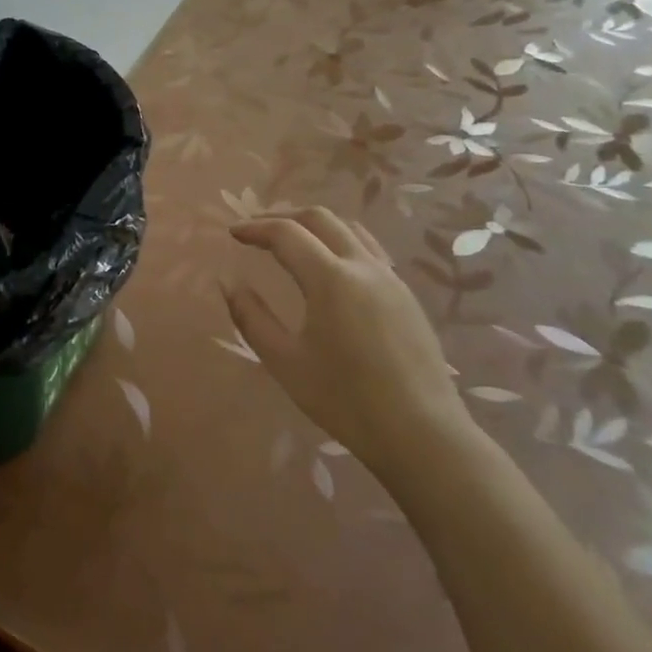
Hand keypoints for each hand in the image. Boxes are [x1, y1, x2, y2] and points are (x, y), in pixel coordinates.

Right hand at [225, 207, 473, 465]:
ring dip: (316, 226)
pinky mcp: (407, 296)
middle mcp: (363, 266)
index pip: (287, 233)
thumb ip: (252, 318)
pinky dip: (341, 243)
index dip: (255, 228)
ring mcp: (391, 278)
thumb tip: (229, 284)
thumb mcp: (285, 362)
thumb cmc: (346, 400)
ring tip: (293, 242)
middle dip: (284, 217)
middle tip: (258, 231)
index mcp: (331, 278)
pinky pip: (369, 251)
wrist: (422, 435)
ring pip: (350, 230)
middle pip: (320, 219)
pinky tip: (332, 269)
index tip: (233, 233)